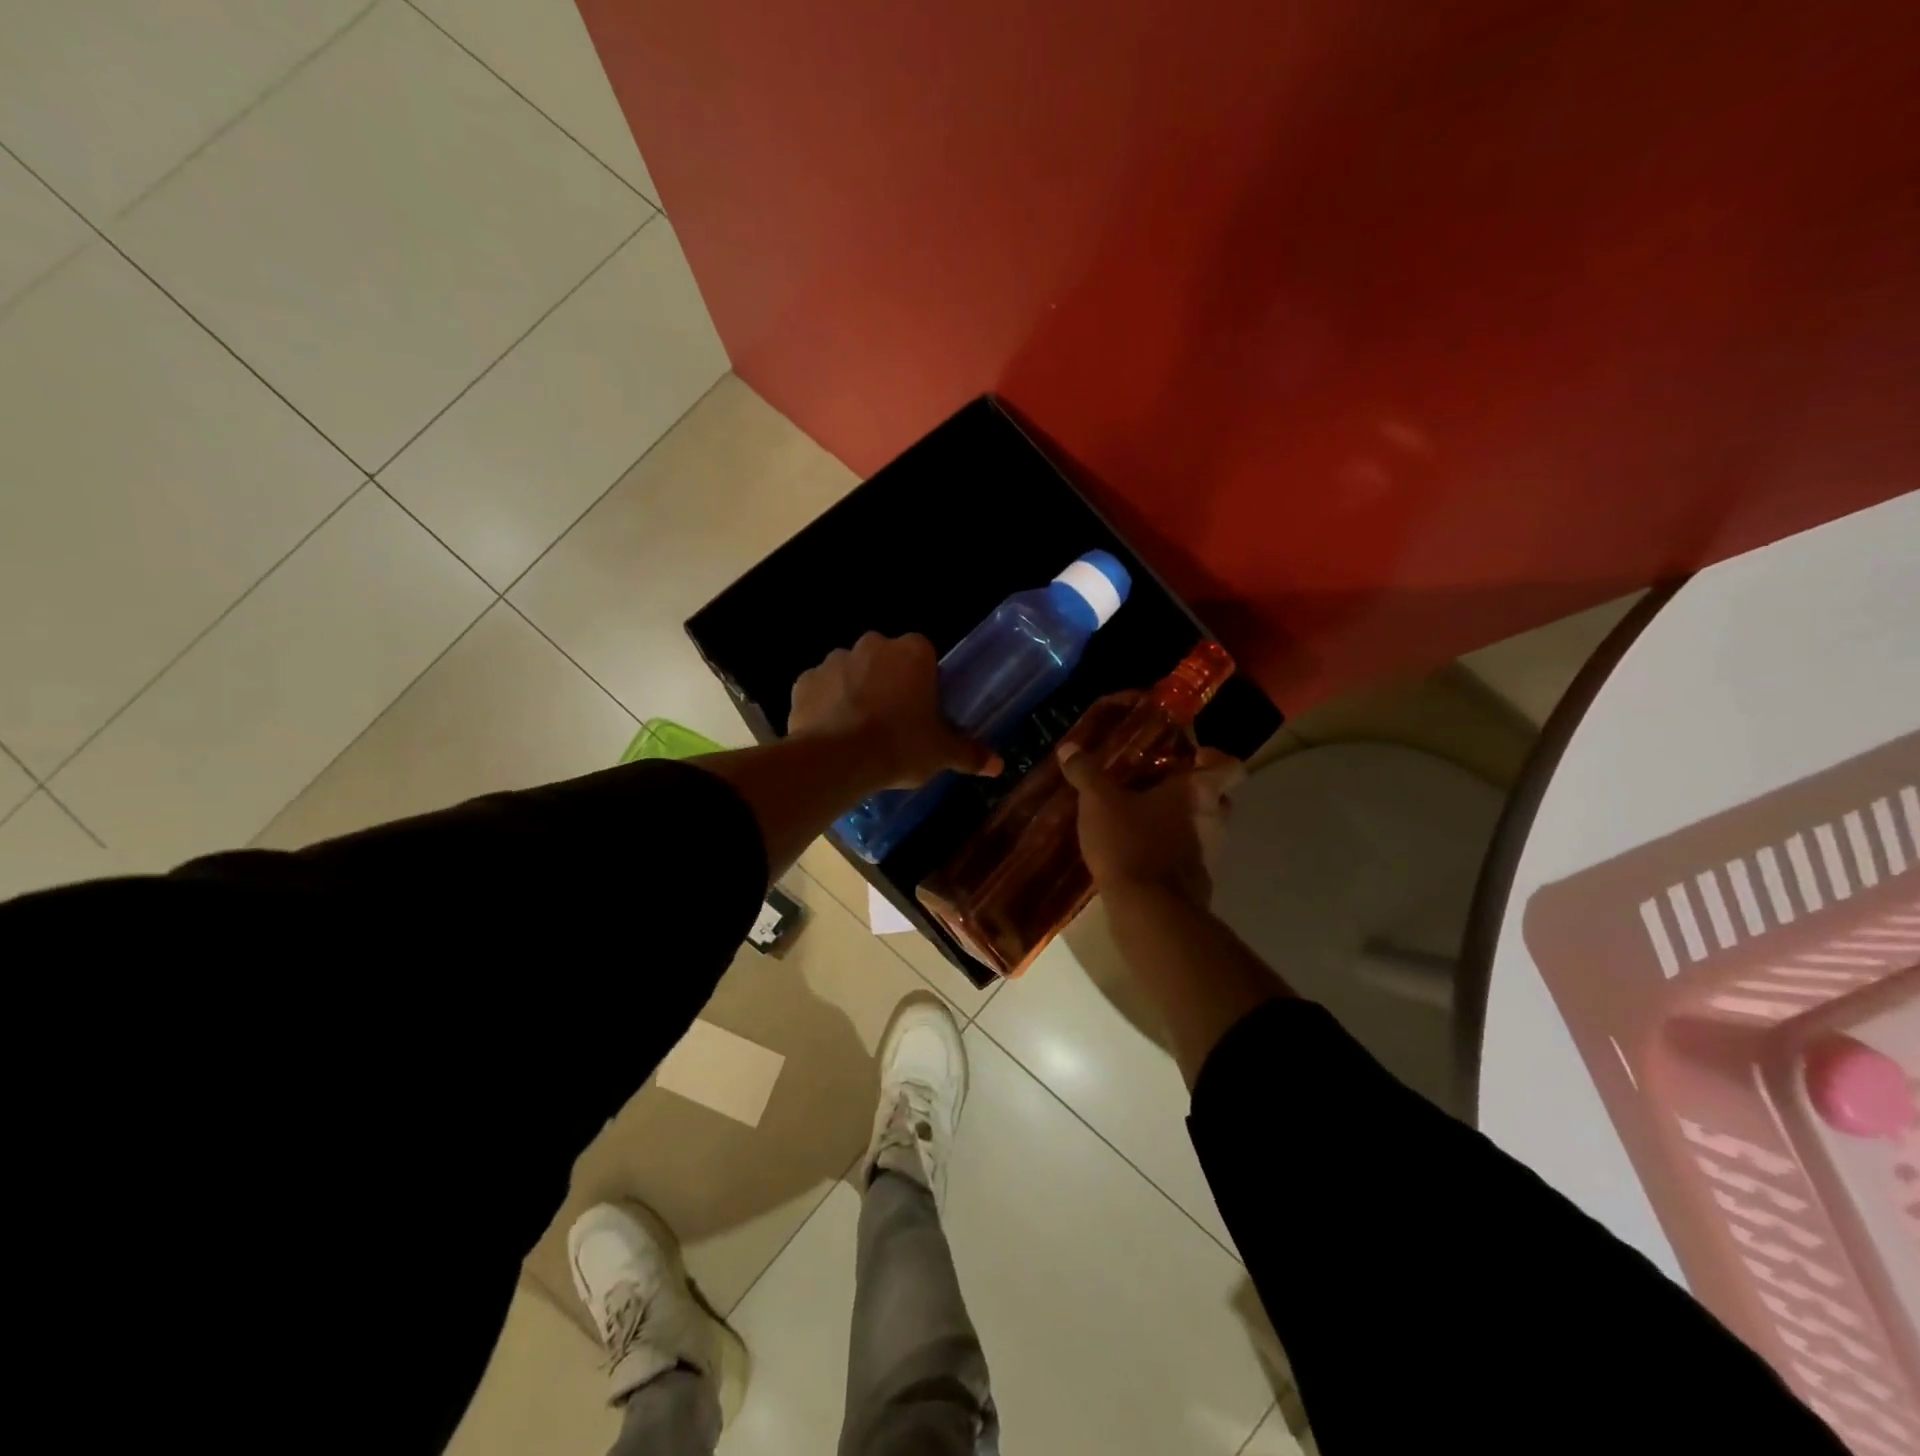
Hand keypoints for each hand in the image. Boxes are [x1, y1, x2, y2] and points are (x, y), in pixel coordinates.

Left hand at [788, 633, 999, 789]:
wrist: (839, 759)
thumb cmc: (901, 746)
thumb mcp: (942, 753)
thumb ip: (970, 753)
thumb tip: (998, 765)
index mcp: (913, 652)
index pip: (924, 654)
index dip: (923, 681)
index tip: (923, 708)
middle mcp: (873, 644)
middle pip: (885, 659)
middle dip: (888, 682)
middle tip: (893, 720)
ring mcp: (834, 659)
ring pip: (851, 671)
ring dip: (855, 691)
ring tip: (859, 730)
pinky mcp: (804, 680)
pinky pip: (820, 689)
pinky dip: (825, 705)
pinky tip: (830, 732)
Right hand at [1059, 744, 1244, 906]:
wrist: (1149, 911)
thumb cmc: (1131, 843)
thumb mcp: (1098, 802)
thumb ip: (1086, 773)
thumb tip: (1069, 748)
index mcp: (1199, 790)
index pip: (1229, 767)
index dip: (1213, 758)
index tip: (1190, 756)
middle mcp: (1214, 819)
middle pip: (1216, 796)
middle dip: (1190, 790)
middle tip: (1157, 784)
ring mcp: (1209, 853)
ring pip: (1201, 827)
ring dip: (1178, 821)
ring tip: (1140, 817)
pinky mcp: (1195, 881)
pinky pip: (1187, 855)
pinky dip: (1169, 850)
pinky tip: (1137, 849)